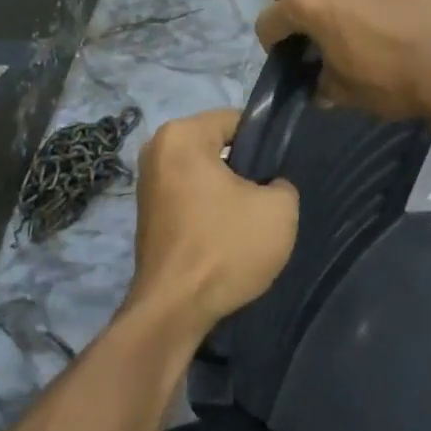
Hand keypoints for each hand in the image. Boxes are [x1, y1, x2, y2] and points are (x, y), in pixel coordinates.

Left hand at [128, 109, 298, 334]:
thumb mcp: (279, 208)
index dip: (266, 141)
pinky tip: (229, 235)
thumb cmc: (225, 247)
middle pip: (218, 146)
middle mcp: (156, 150)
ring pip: (205, 174)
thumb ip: (282, 182)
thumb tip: (269, 185)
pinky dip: (210, 210)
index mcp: (181, 135)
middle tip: (271, 195)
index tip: (282, 168)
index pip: (236, 119)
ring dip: (228, 191)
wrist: (174, 311)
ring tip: (252, 218)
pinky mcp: (148, 215)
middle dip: (246, 167)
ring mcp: (148, 184)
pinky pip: (190, 197)